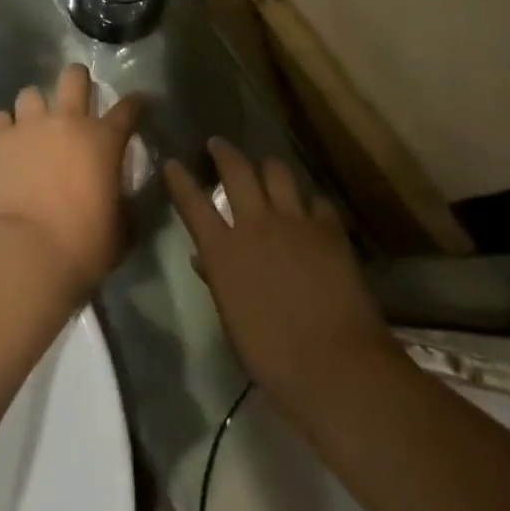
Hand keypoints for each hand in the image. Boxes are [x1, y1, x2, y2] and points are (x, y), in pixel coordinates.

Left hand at [0, 64, 143, 305]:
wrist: (24, 255)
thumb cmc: (82, 247)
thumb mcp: (121, 230)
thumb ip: (124, 203)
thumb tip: (123, 195)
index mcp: (103, 140)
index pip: (128, 108)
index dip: (137, 104)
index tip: (139, 104)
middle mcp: (66, 121)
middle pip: (74, 76)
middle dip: (78, 81)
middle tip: (77, 99)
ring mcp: (28, 126)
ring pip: (31, 94)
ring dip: (35, 109)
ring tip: (33, 129)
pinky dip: (3, 129)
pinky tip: (5, 146)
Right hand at [166, 139, 394, 426]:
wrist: (336, 366)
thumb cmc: (274, 357)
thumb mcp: (234, 323)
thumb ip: (218, 281)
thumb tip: (203, 259)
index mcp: (224, 251)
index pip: (193, 203)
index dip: (180, 180)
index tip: (172, 163)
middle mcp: (255, 223)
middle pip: (236, 170)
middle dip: (224, 152)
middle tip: (217, 144)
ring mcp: (294, 220)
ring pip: (277, 171)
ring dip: (268, 168)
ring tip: (266, 168)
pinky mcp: (328, 228)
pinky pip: (316, 201)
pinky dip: (310, 203)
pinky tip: (311, 211)